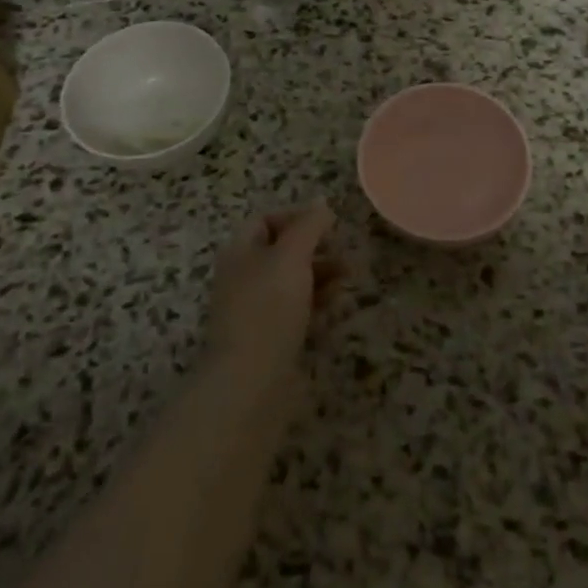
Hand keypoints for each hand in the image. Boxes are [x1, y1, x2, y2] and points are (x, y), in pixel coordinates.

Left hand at [204, 203, 341, 379]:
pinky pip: (295, 312)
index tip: (328, 227)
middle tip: (345, 255)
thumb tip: (321, 204)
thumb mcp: (292, 256)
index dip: (296, 218)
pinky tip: (336, 308)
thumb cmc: (268, 308)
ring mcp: (254, 311)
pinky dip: (316, 305)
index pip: (265, 220)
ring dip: (321, 276)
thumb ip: (308, 226)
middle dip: (315, 249)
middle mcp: (243, 278)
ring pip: (291, 283)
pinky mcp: (268, 340)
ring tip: (348, 279)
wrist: (250, 383)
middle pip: (281, 252)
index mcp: (239, 252)